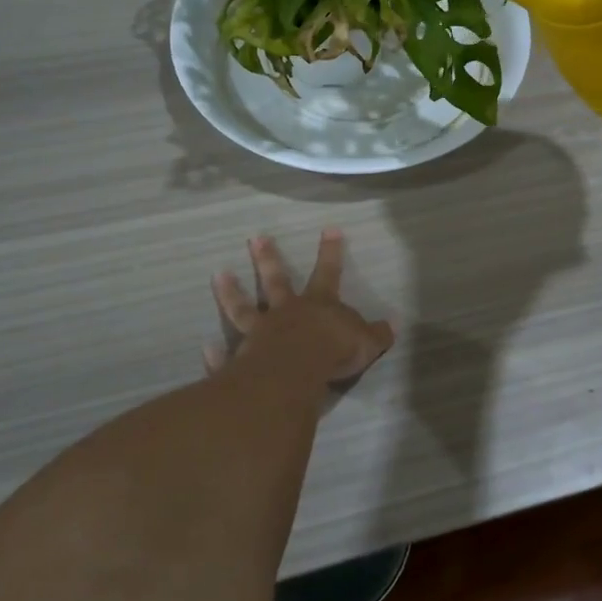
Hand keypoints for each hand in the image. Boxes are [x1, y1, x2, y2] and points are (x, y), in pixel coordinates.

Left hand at [209, 230, 395, 386]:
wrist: (296, 372)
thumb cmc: (333, 351)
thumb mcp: (366, 342)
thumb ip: (377, 334)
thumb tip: (394, 324)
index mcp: (319, 304)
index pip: (328, 272)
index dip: (331, 251)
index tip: (329, 228)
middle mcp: (286, 312)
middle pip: (276, 281)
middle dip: (268, 258)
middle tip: (255, 238)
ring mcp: (260, 333)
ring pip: (243, 309)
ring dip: (231, 292)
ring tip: (218, 275)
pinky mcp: (242, 359)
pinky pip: (228, 356)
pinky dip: (218, 355)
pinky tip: (207, 349)